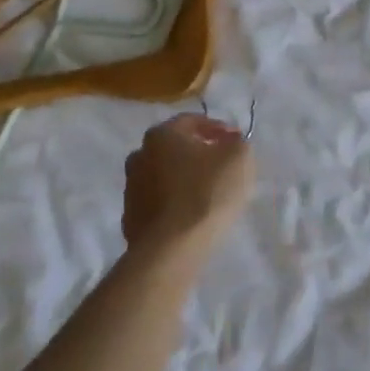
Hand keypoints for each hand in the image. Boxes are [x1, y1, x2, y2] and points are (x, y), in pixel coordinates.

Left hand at [121, 114, 255, 254]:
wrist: (171, 249)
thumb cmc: (206, 193)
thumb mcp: (239, 158)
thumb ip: (237, 143)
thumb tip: (229, 142)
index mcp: (162, 134)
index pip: (192, 121)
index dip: (218, 128)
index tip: (236, 142)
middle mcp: (140, 155)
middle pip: (175, 148)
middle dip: (198, 153)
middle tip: (222, 166)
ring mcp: (131, 188)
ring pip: (164, 176)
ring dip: (184, 179)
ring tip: (208, 194)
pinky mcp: (130, 218)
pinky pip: (158, 203)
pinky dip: (174, 203)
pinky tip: (191, 215)